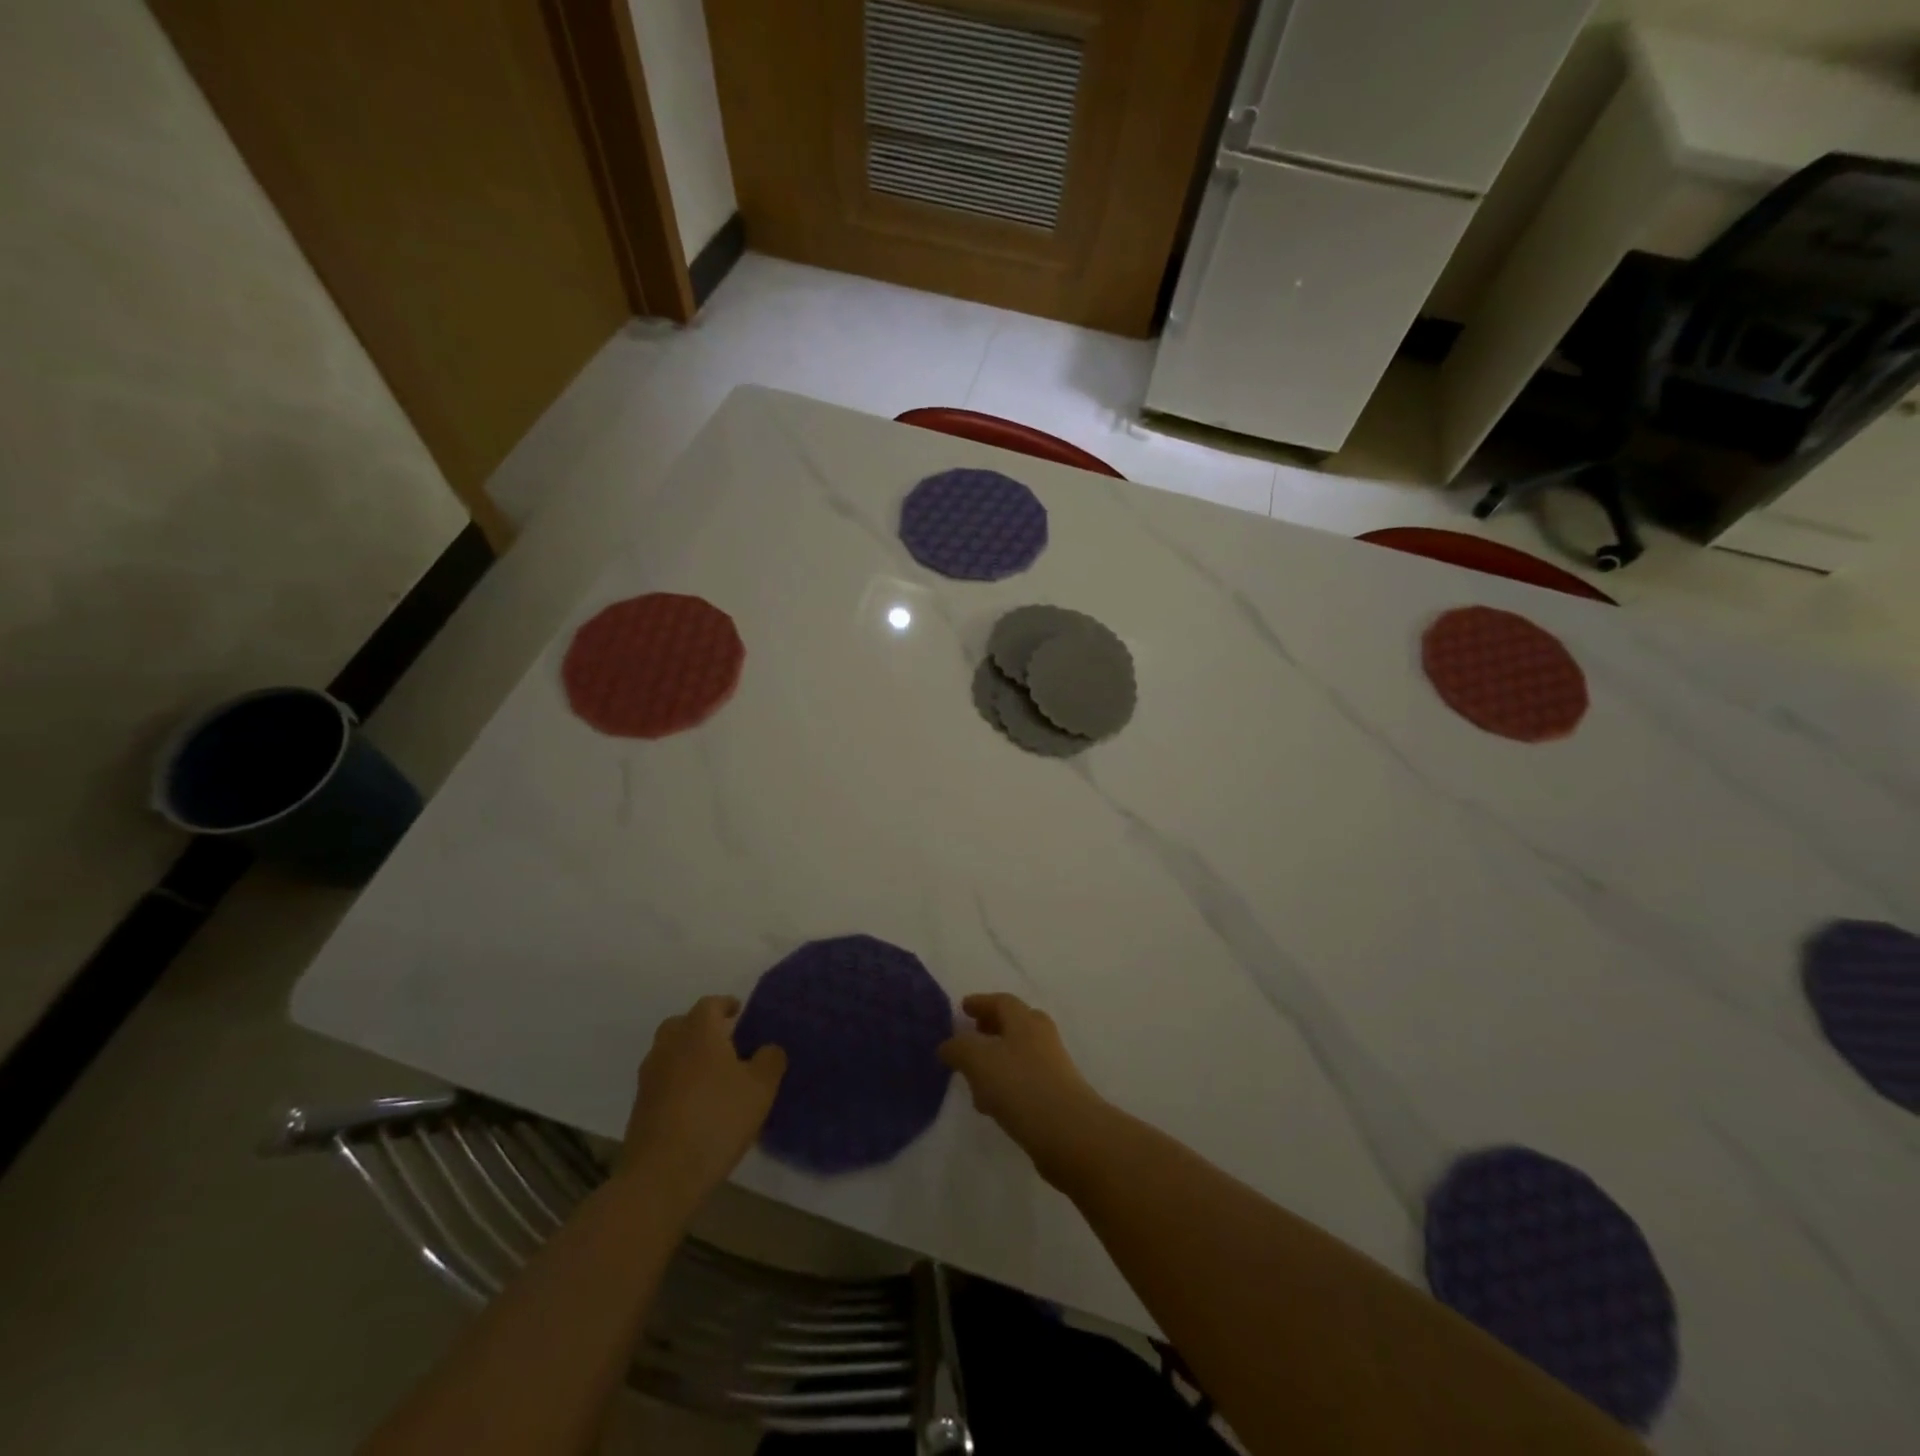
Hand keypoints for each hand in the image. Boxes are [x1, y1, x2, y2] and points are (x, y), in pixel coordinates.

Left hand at [618, 996, 785, 1215]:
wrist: (661, 1176)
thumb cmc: (717, 1120)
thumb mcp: (761, 1089)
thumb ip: (770, 1060)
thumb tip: (768, 1048)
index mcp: (699, 1032)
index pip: (710, 1004)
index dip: (726, 1005)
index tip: (739, 1012)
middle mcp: (669, 1046)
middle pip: (682, 1024)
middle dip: (702, 1027)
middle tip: (724, 1042)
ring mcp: (649, 1077)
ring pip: (669, 1052)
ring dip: (687, 1055)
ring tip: (711, 1074)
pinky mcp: (639, 1106)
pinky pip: (662, 1079)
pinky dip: (676, 1080)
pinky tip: (694, 1102)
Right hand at [939, 993, 1108, 1184]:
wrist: (1069, 1133)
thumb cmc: (1021, 1086)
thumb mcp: (978, 1060)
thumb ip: (958, 1048)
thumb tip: (948, 1045)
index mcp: (1024, 1020)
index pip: (1001, 1001)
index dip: (980, 1003)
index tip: (963, 1008)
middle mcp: (1041, 1036)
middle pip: (1013, 1024)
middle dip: (990, 1029)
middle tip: (971, 1037)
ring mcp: (1052, 1065)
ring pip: (1018, 1054)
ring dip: (996, 1060)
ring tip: (974, 1078)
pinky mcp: (1056, 1094)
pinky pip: (1024, 1080)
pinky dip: (1006, 1084)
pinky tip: (992, 1105)